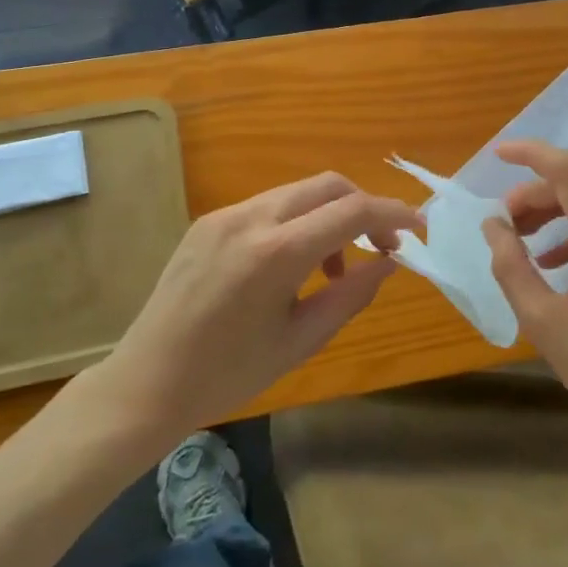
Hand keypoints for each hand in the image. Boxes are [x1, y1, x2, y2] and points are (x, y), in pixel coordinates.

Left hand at [101, 173, 422, 433]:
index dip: (394, 214)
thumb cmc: (228, 374)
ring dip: (330, 216)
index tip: (420, 228)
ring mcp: (225, 214)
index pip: (352, 211)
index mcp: (276, 253)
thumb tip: (389, 262)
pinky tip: (292, 265)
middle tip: (381, 246)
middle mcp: (251, 218)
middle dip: (364, 207)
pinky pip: (269, 206)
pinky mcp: (208, 221)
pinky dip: (297, 222)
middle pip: (328, 185)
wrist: (147, 381)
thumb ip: (351, 295)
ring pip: (298, 192)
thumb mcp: (300, 340)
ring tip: (333, 268)